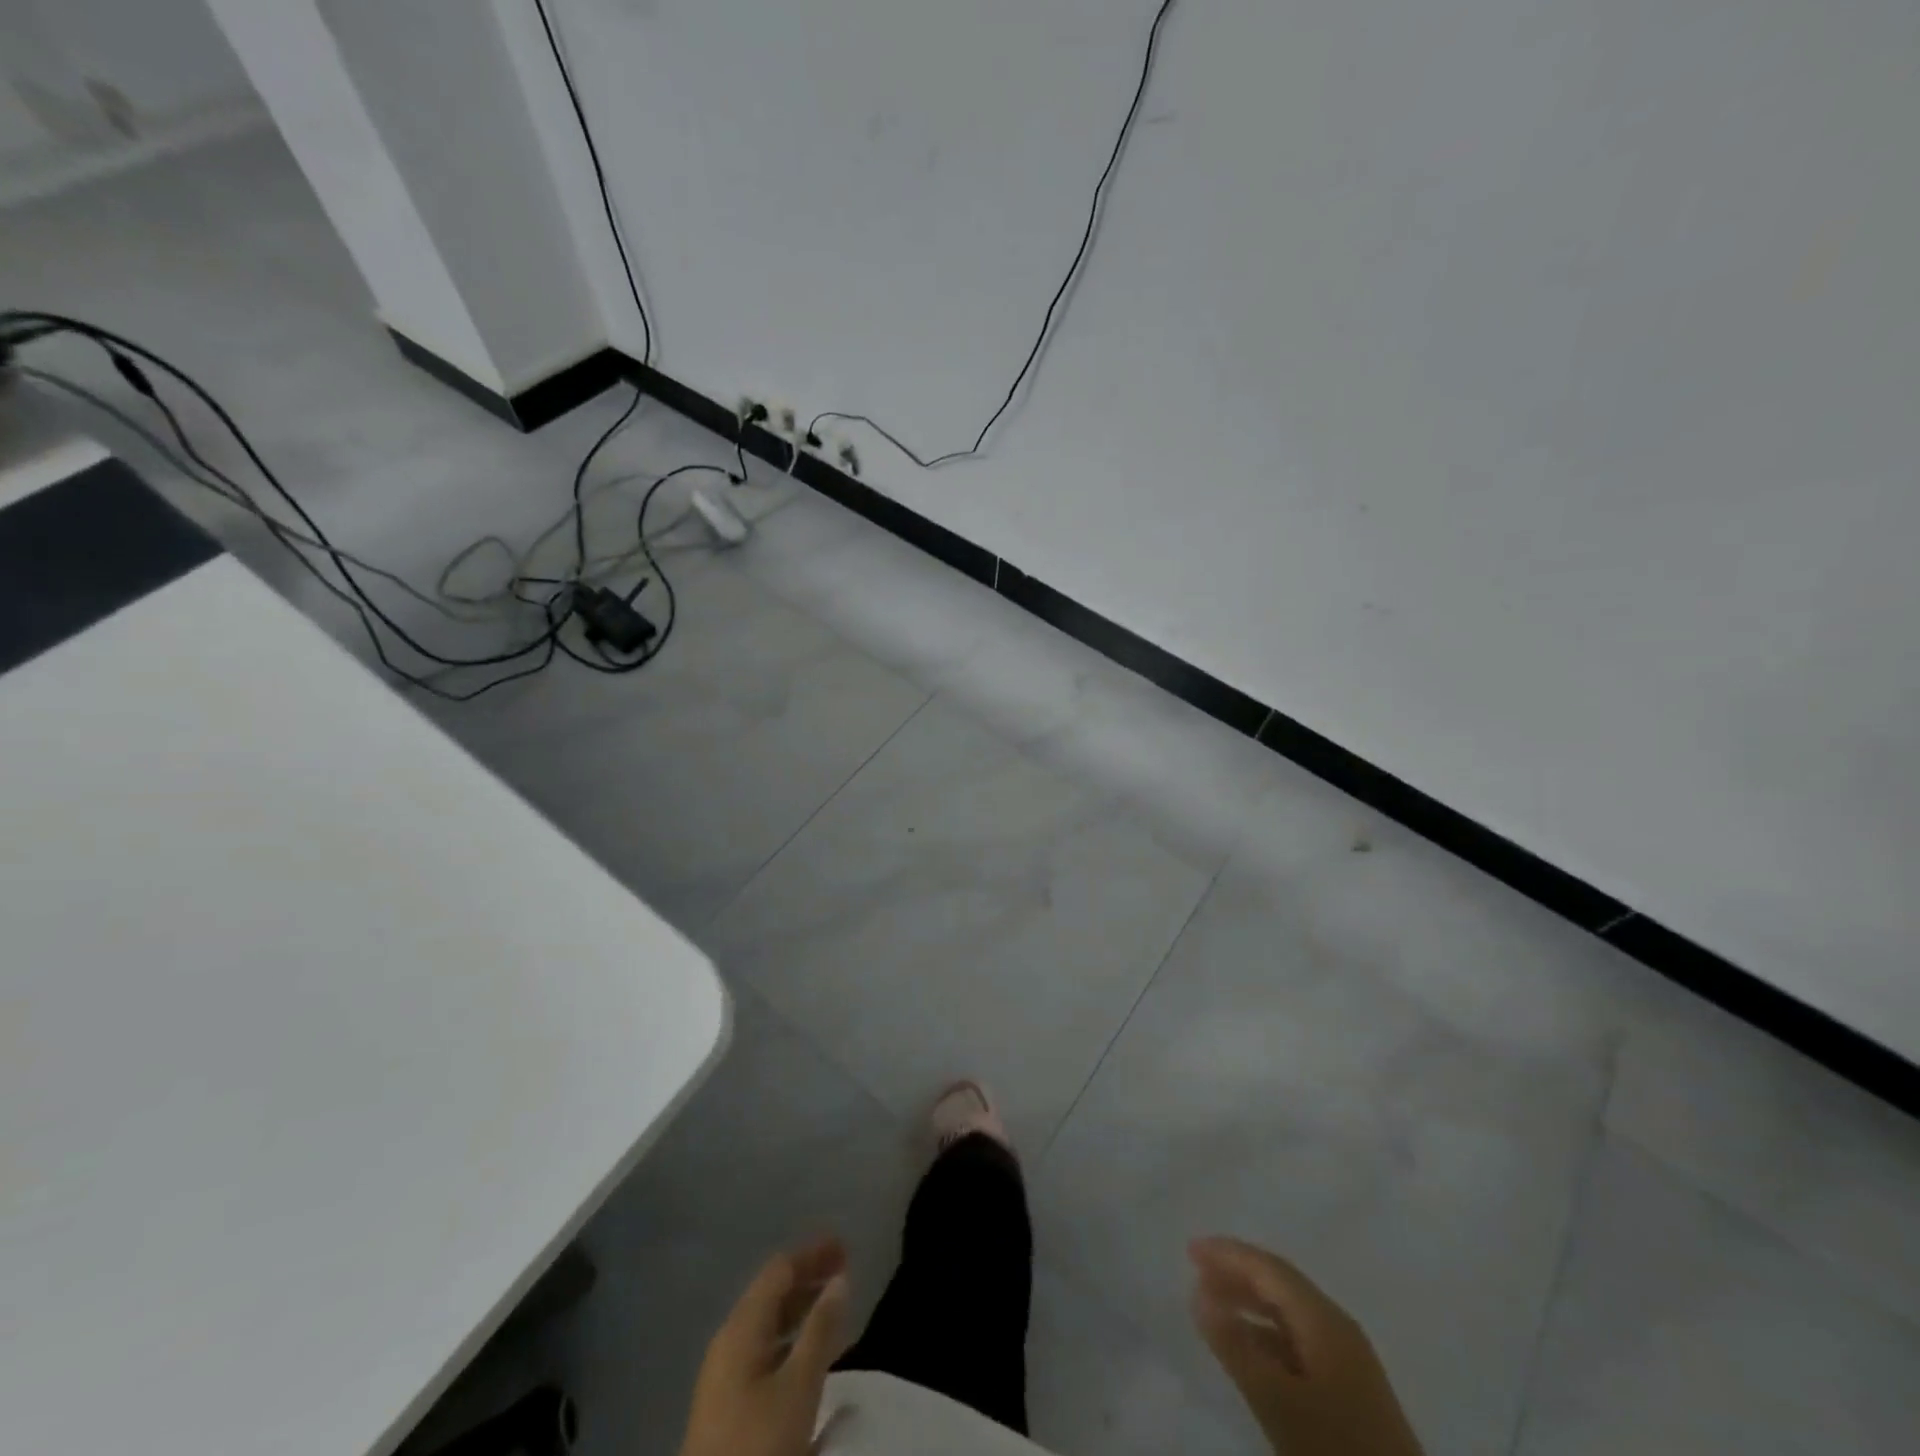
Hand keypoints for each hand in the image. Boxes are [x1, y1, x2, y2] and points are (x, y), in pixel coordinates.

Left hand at [678, 1237, 850, 1455]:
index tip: (846, 1247)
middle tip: (846, 1272)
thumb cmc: (758, 1445)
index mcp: (742, 1327)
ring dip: (801, 1308)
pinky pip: (765, 1350)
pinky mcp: (727, 1405)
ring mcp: (725, 1374)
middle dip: (809, 1277)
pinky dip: (791, 1338)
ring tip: (835, 1308)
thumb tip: (840, 1279)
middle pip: (772, 1293)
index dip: (813, 1253)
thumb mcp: (799, 1386)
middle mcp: (729, 1340)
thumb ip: (821, 1328)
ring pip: (768, 1324)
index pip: (780, 1270)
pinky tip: (810, 1354)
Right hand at [1189, 1236, 1422, 1455]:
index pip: (1269, 1268)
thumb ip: (1235, 1345)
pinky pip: (1298, 1339)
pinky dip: (1266, 1333)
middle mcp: (1337, 1326)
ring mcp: (1347, 1357)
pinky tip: (1248, 1348)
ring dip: (1249, 1303)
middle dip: (1236, 1273)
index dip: (1228, 1253)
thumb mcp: (1276, 1398)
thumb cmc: (1334, 1445)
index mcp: (1325, 1317)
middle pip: (1280, 1284)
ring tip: (1213, 1305)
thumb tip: (1197, 1292)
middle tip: (1195, 1270)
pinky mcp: (1349, 1387)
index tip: (1190, 1249)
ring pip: (1289, 1312)